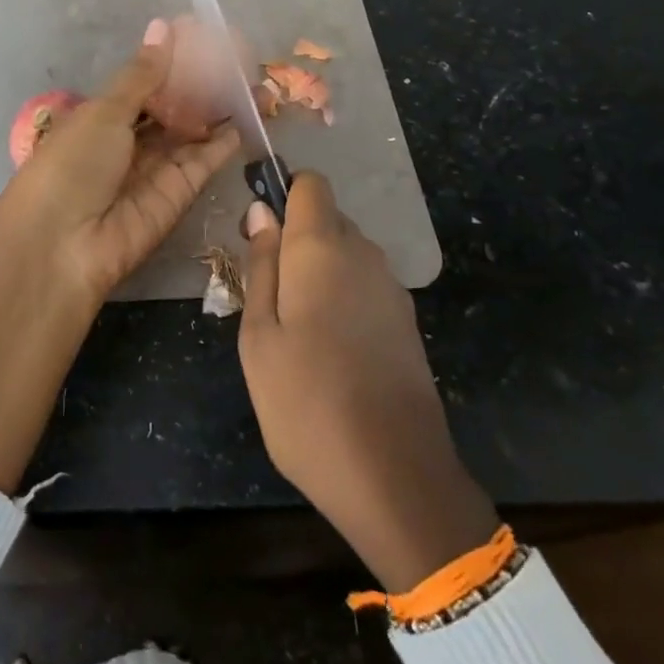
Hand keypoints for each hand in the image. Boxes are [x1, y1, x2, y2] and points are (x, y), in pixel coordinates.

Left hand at [0, 18, 241, 312]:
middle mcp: (128, 142)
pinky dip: (224, 139)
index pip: (143, 85)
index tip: (206, 39)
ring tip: (254, 80)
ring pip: (191, 133)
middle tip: (240, 59)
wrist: (62, 246)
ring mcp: (153, 170)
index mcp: (100, 117)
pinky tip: (248, 113)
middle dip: (202, 87)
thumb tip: (164, 26)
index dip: (172, 64)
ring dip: (219, 109)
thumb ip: (142, 75)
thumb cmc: (72, 164)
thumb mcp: (104, 111)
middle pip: (171, 109)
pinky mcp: (177, 196)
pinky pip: (203, 161)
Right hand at [239, 172, 496, 591]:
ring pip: (346, 255)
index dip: (281, 195)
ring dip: (317, 272)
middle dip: (294, 241)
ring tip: (293, 331)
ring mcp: (392, 290)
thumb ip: (261, 266)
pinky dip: (341, 298)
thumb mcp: (259, 335)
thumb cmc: (307, 402)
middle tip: (266, 296)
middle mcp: (365, 255)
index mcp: (323, 248)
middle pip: (326, 219)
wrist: (396, 478)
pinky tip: (328, 351)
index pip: (310, 185)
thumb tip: (262, 212)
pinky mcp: (407, 324)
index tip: (257, 234)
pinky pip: (364, 287)